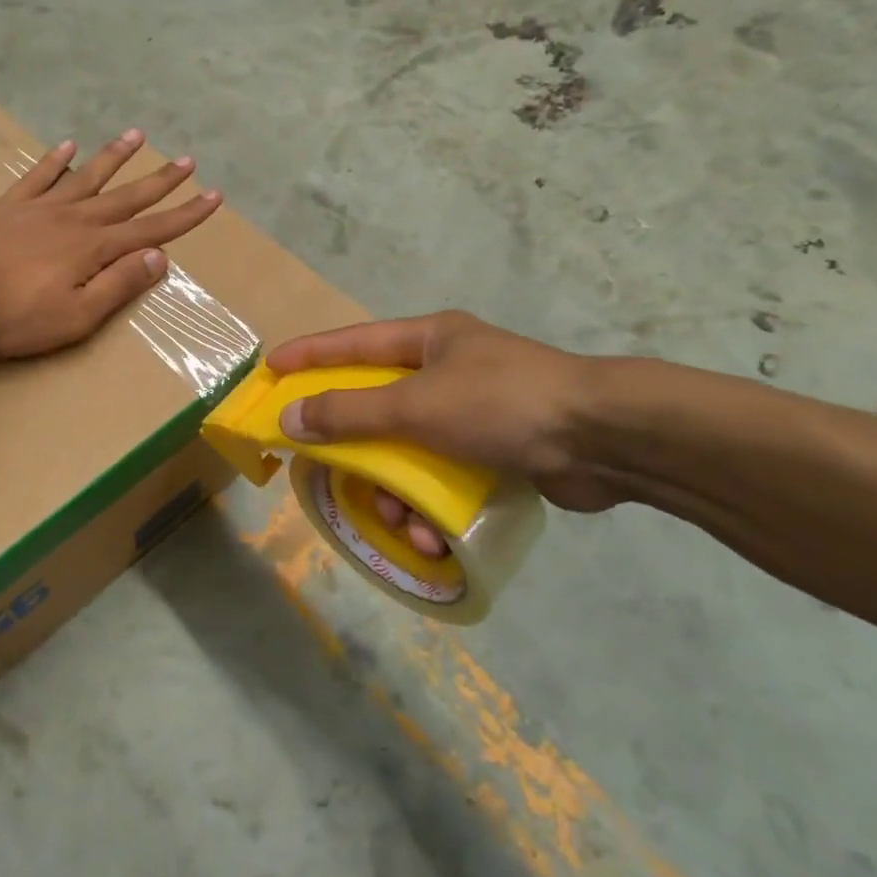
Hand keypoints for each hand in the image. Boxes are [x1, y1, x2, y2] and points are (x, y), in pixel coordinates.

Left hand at [0, 129, 221, 358]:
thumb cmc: (14, 316)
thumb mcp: (77, 316)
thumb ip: (119, 284)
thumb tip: (159, 257)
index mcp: (95, 248)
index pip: (152, 229)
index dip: (185, 215)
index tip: (213, 197)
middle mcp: (74, 219)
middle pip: (126, 196)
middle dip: (160, 180)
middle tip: (187, 160)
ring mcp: (39, 207)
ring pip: (86, 176)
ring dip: (114, 157)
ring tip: (137, 135)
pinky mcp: (7, 206)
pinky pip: (37, 175)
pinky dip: (55, 160)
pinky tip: (67, 145)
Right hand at [268, 312, 618, 517]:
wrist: (605, 439)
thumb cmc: (502, 404)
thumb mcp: (416, 405)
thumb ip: (349, 412)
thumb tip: (290, 417)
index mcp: (429, 340)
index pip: (353, 342)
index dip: (310, 355)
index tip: (272, 370)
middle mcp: (448, 370)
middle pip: (379, 405)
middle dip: (356, 446)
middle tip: (326, 467)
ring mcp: (474, 412)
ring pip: (410, 450)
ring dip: (398, 491)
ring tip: (399, 522)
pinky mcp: (497, 450)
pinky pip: (444, 477)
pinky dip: (433, 506)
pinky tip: (433, 536)